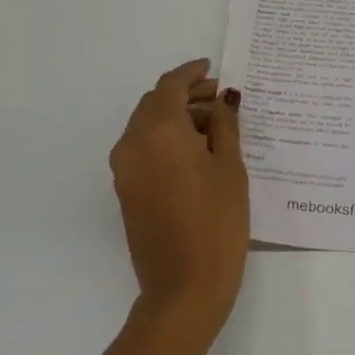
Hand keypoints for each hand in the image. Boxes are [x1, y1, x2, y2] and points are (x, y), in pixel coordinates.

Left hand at [109, 59, 248, 342]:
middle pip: (154, 104)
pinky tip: (196, 151)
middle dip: (185, 95)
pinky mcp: (126, 191)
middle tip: (220, 99)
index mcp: (159, 132)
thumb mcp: (230, 168)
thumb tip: (222, 101)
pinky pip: (143, 149)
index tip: (212, 69)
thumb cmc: (218, 222)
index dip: (192, 73)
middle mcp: (132, 144)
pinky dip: (165, 139)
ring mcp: (124, 169)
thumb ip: (225, 126)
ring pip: (146, 126)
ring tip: (214, 125)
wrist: (184, 286)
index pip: (170, 86)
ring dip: (175, 117)